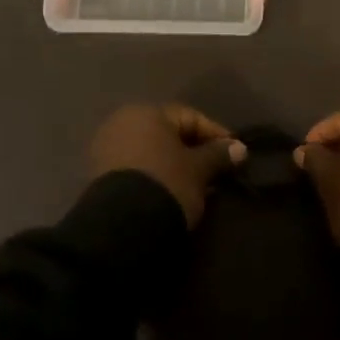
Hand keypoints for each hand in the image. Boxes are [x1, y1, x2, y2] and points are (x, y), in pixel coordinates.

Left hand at [89, 103, 245, 227]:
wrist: (123, 226)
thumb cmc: (167, 183)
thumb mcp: (199, 170)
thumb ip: (218, 155)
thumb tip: (239, 148)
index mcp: (146, 112)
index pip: (190, 117)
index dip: (215, 134)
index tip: (235, 153)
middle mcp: (123, 122)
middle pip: (168, 133)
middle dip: (194, 150)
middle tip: (216, 170)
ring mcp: (107, 147)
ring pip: (151, 151)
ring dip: (174, 164)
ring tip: (197, 185)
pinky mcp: (100, 174)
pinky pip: (137, 167)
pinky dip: (156, 175)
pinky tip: (171, 191)